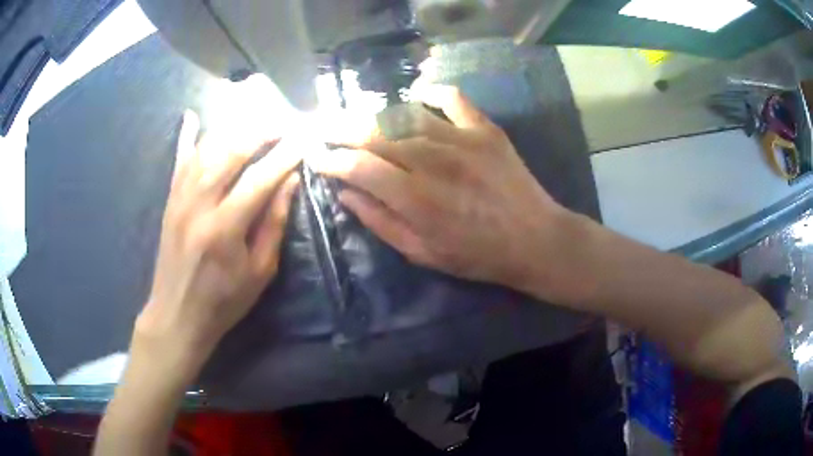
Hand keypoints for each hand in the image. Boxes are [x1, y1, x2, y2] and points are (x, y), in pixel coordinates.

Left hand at [134, 110, 300, 379]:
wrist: (177, 313)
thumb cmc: (223, 301)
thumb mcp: (259, 272)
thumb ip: (274, 224)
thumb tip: (290, 182)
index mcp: (225, 228)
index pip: (260, 179)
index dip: (285, 156)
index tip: (305, 139)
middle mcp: (199, 204)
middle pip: (231, 152)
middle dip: (261, 132)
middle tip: (284, 123)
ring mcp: (180, 198)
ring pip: (206, 149)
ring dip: (233, 129)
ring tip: (256, 121)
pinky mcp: (169, 200)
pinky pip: (178, 160)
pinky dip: (186, 136)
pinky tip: (192, 115)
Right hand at [310, 86, 571, 298]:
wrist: (534, 239)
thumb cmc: (477, 255)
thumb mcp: (423, 253)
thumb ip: (380, 222)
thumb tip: (346, 194)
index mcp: (414, 197)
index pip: (357, 166)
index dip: (330, 159)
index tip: (316, 157)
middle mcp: (432, 160)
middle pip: (373, 132)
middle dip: (339, 127)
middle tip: (321, 125)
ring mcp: (461, 139)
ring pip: (404, 113)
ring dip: (375, 113)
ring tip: (359, 116)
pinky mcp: (484, 129)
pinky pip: (452, 98)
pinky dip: (431, 93)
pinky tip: (417, 95)